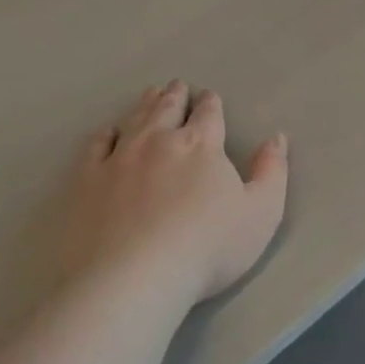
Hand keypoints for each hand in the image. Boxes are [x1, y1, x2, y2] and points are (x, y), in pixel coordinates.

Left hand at [60, 82, 288, 304]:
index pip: (209, 114)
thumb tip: (276, 138)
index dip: (211, 104)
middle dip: (176, 96)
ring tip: (150, 94)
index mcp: (201, 145)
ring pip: (134, 120)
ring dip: (145, 104)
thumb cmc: (208, 248)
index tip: (210, 97)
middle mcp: (159, 141)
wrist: (134, 277)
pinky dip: (105, 134)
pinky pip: (96, 146)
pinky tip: (109, 132)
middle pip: (168, 108)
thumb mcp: (261, 213)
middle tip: (177, 86)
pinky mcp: (87, 180)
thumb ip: (272, 172)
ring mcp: (119, 158)